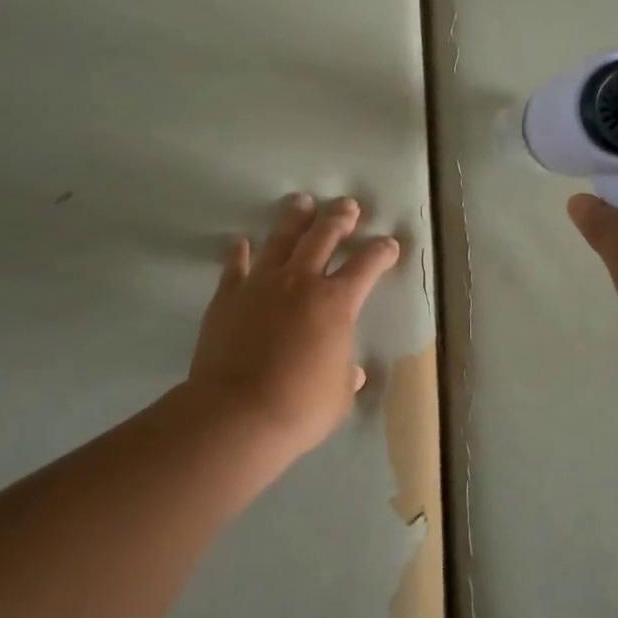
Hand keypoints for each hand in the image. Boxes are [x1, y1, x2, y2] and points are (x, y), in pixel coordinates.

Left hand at [187, 194, 399, 455]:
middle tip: (347, 206)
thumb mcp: (338, 395)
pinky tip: (242, 242)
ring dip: (294, 219)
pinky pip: (236, 266)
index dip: (381, 252)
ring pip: (280, 240)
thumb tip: (354, 372)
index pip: (366, 266)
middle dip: (339, 219)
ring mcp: (262, 284)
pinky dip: (240, 252)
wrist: (237, 414)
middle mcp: (301, 282)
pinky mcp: (229, 295)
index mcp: (337, 303)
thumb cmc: (300, 408)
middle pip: (323, 237)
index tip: (389, 244)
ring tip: (301, 203)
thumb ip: (346, 376)